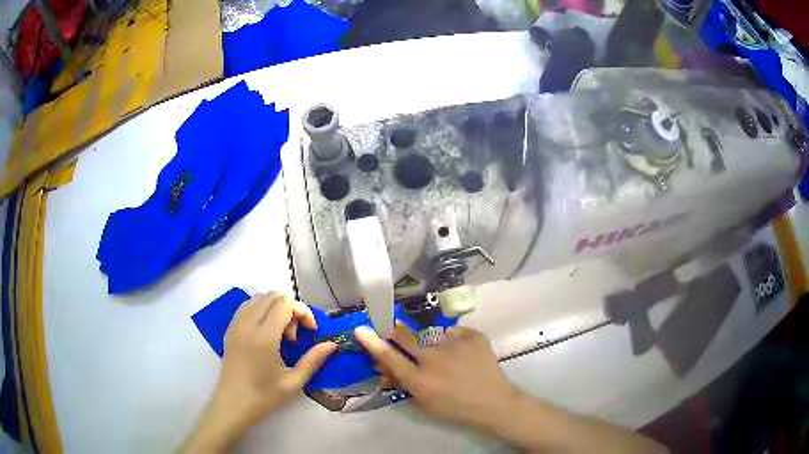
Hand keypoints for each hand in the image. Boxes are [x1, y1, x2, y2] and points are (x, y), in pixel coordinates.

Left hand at [182, 292, 336, 452]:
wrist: (233, 404)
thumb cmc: (264, 396)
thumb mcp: (293, 382)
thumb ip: (313, 360)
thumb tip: (331, 345)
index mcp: (264, 336)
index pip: (285, 304)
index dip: (303, 312)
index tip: (311, 331)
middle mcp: (247, 324)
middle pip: (272, 296)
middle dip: (290, 310)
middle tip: (295, 336)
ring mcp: (236, 324)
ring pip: (258, 298)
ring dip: (274, 309)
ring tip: (280, 334)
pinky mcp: (229, 329)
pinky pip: (246, 307)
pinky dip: (261, 311)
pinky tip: (266, 334)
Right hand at [354, 324, 520, 431]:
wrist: (494, 403)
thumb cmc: (455, 408)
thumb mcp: (423, 403)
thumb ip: (402, 383)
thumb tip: (384, 368)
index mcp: (419, 380)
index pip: (389, 357)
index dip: (373, 343)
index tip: (362, 330)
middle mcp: (433, 359)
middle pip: (406, 337)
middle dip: (398, 333)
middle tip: (397, 331)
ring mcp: (455, 344)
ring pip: (433, 336)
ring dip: (435, 344)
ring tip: (450, 358)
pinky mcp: (473, 336)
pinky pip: (456, 333)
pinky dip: (456, 342)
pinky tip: (464, 354)